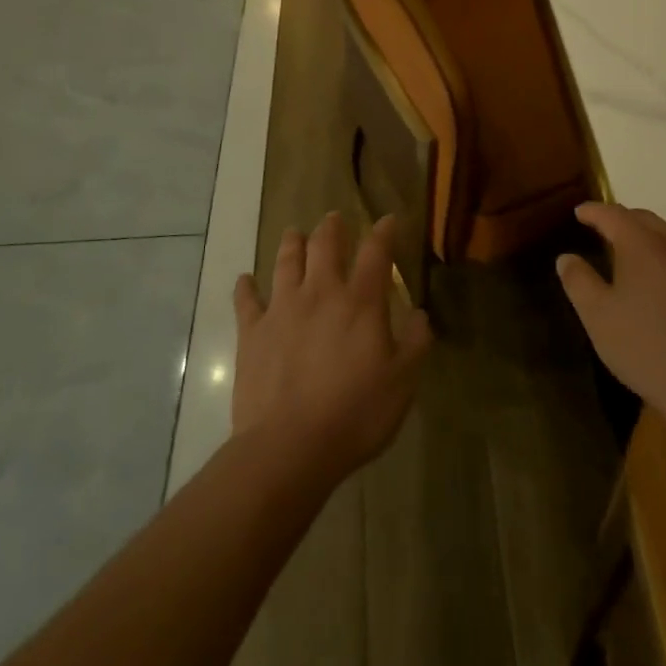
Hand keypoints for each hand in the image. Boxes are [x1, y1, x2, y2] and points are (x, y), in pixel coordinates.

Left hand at [232, 212, 432, 488]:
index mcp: (360, 301)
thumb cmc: (355, 414)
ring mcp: (282, 309)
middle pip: (325, 245)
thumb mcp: (402, 383)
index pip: (376, 252)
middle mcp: (321, 292)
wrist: (289, 447)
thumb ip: (416, 344)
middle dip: (332, 227)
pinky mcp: (252, 332)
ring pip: (286, 261)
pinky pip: (246, 301)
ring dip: (292, 243)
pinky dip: (245, 287)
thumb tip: (421, 314)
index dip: (384, 232)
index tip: (388, 219)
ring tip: (294, 233)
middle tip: (334, 218)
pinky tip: (245, 280)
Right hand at [557, 204, 665, 433]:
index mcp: (644, 246)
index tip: (579, 213)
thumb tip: (567, 258)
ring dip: (652, 236)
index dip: (594, 211)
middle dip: (623, 219)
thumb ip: (579, 281)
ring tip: (638, 253)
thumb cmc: (644, 348)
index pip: (614, 215)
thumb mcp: (597, 317)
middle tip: (605, 230)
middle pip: (646, 219)